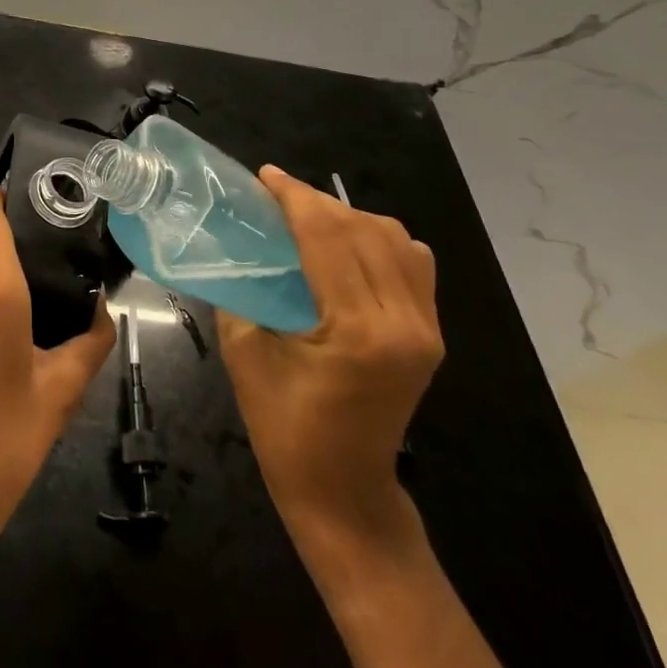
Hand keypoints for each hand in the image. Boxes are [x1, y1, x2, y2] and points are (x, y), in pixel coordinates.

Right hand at [216, 166, 442, 559]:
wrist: (344, 492)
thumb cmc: (284, 428)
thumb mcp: (245, 351)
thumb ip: (243, 291)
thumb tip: (236, 247)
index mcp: (357, 329)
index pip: (327, 235)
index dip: (293, 196)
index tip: (264, 176)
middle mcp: (403, 321)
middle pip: (361, 229)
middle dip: (315, 200)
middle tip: (275, 194)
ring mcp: (425, 328)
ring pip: (394, 239)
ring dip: (348, 217)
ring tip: (309, 218)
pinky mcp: (430, 335)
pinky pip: (413, 263)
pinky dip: (379, 240)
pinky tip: (348, 246)